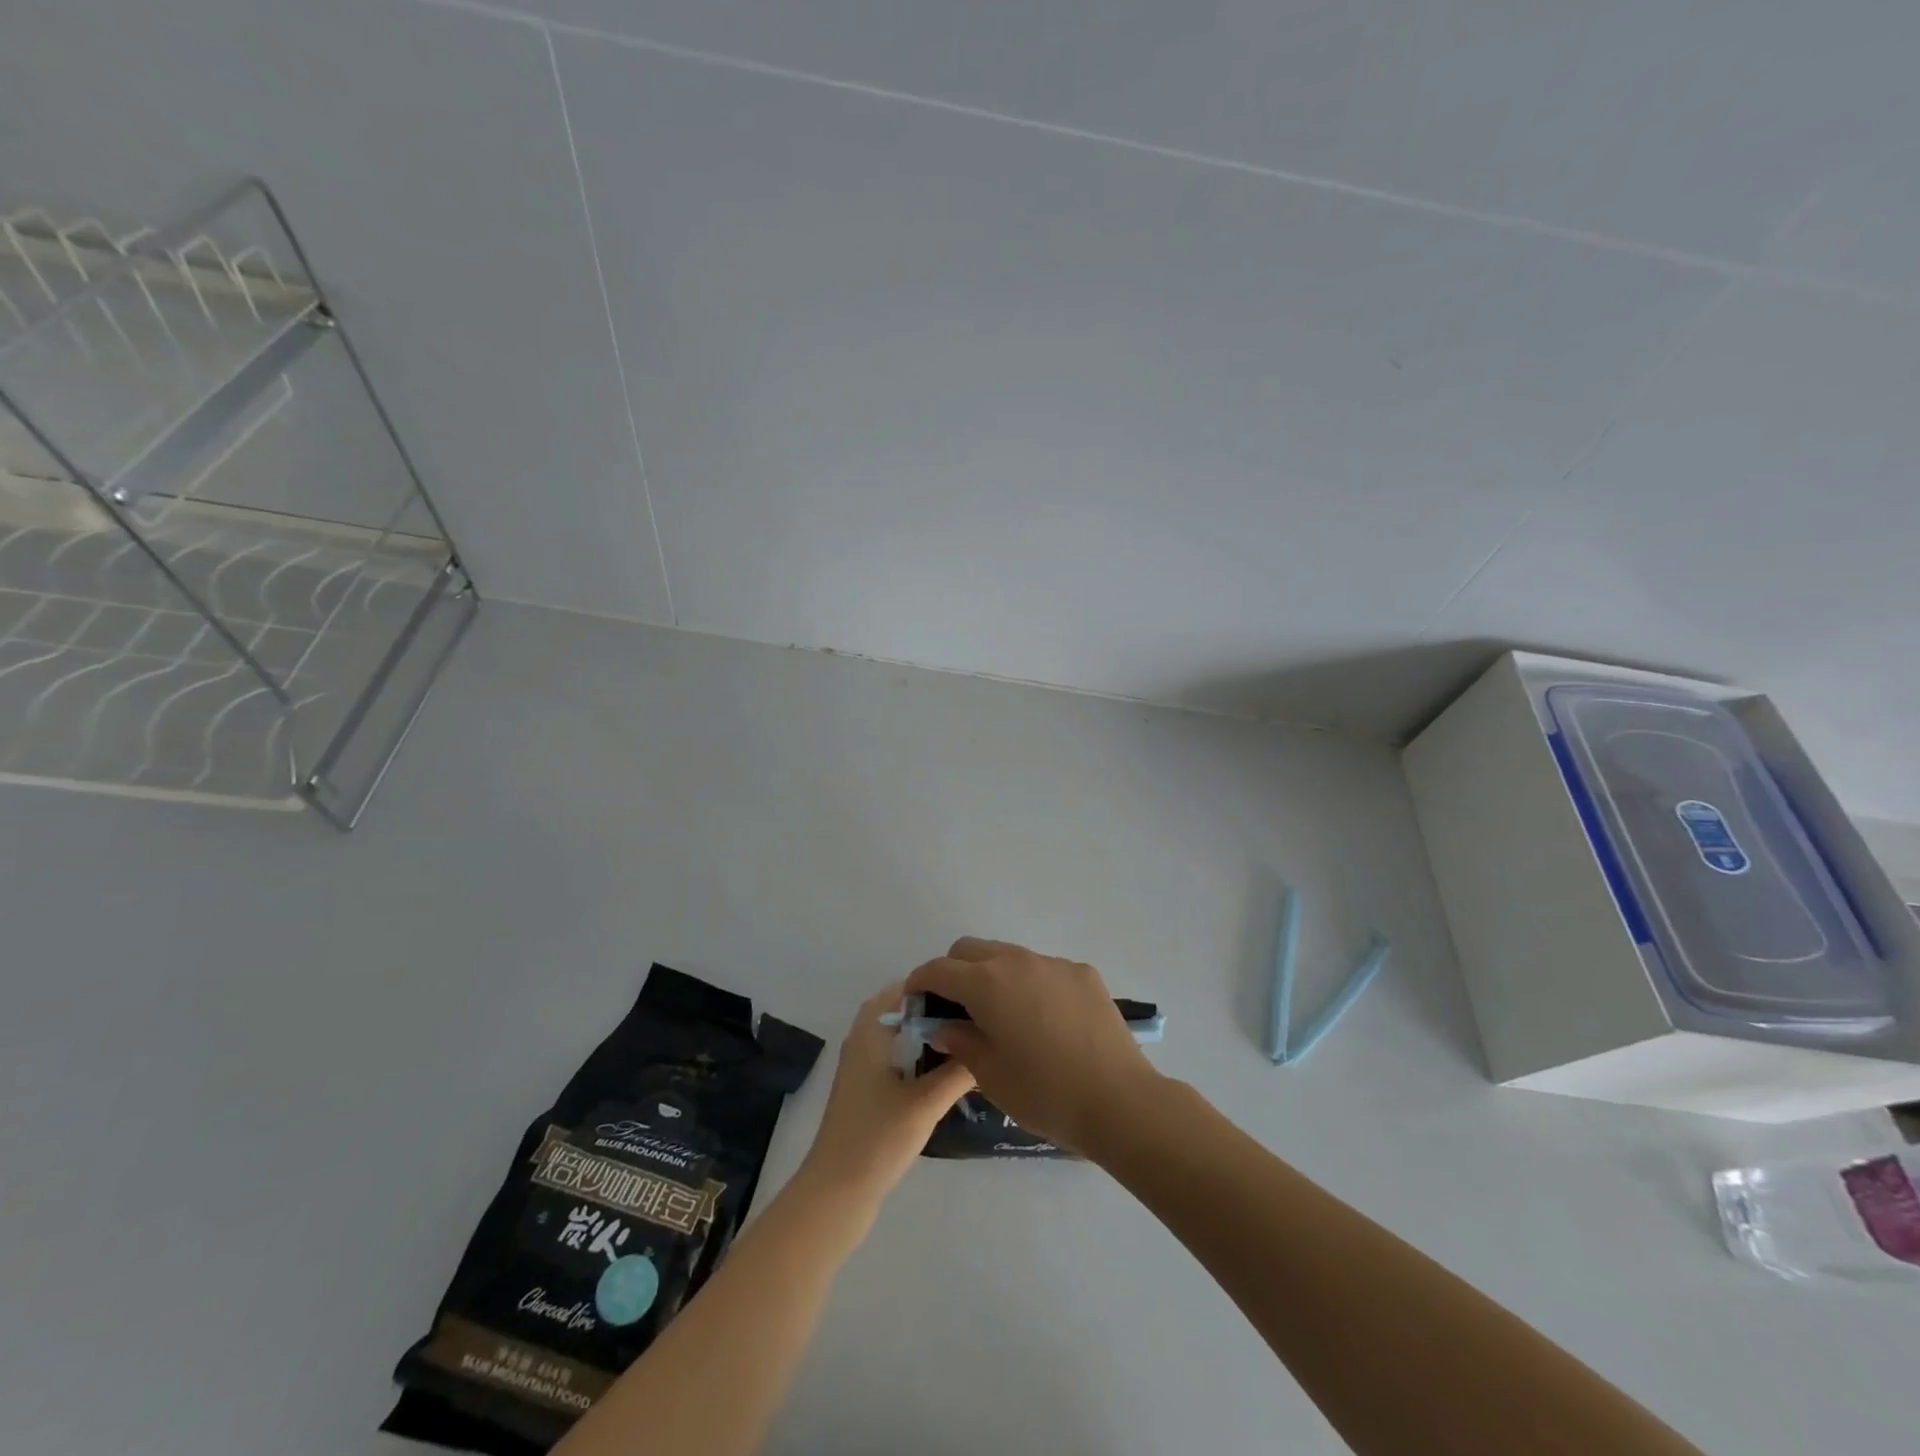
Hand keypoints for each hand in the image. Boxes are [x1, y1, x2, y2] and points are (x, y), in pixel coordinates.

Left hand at [799, 984, 973, 1201]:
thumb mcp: (926, 1102)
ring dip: (931, 1040)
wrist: (837, 1193)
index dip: (935, 986)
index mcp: (869, 1031)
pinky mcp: (868, 1094)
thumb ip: (958, 1070)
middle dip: (938, 1014)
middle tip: (977, 1019)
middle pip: (905, 1014)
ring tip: (971, 1043)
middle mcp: (863, 1041)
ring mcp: (864, 1069)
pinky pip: (900, 1061)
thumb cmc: (878, 1138)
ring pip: (903, 1040)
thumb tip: (988, 1043)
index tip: (969, 993)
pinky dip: (922, 1061)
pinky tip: (950, 1076)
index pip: (904, 988)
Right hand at [905, 938, 1160, 1155]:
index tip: (915, 1001)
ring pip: (1008, 956)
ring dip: (993, 976)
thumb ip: (961, 1042)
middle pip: (971, 950)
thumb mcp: (990, 1076)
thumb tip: (945, 1027)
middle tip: (956, 1008)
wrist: (1119, 1100)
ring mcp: (1053, 963)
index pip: (939, 969)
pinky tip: (1045, 1022)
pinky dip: (1031, 985)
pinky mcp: (1083, 973)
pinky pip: (1043, 969)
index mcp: (986, 984)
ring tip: (1003, 1016)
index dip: (920, 982)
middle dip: (954, 971)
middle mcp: (1017, 961)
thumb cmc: (1045, 1094)